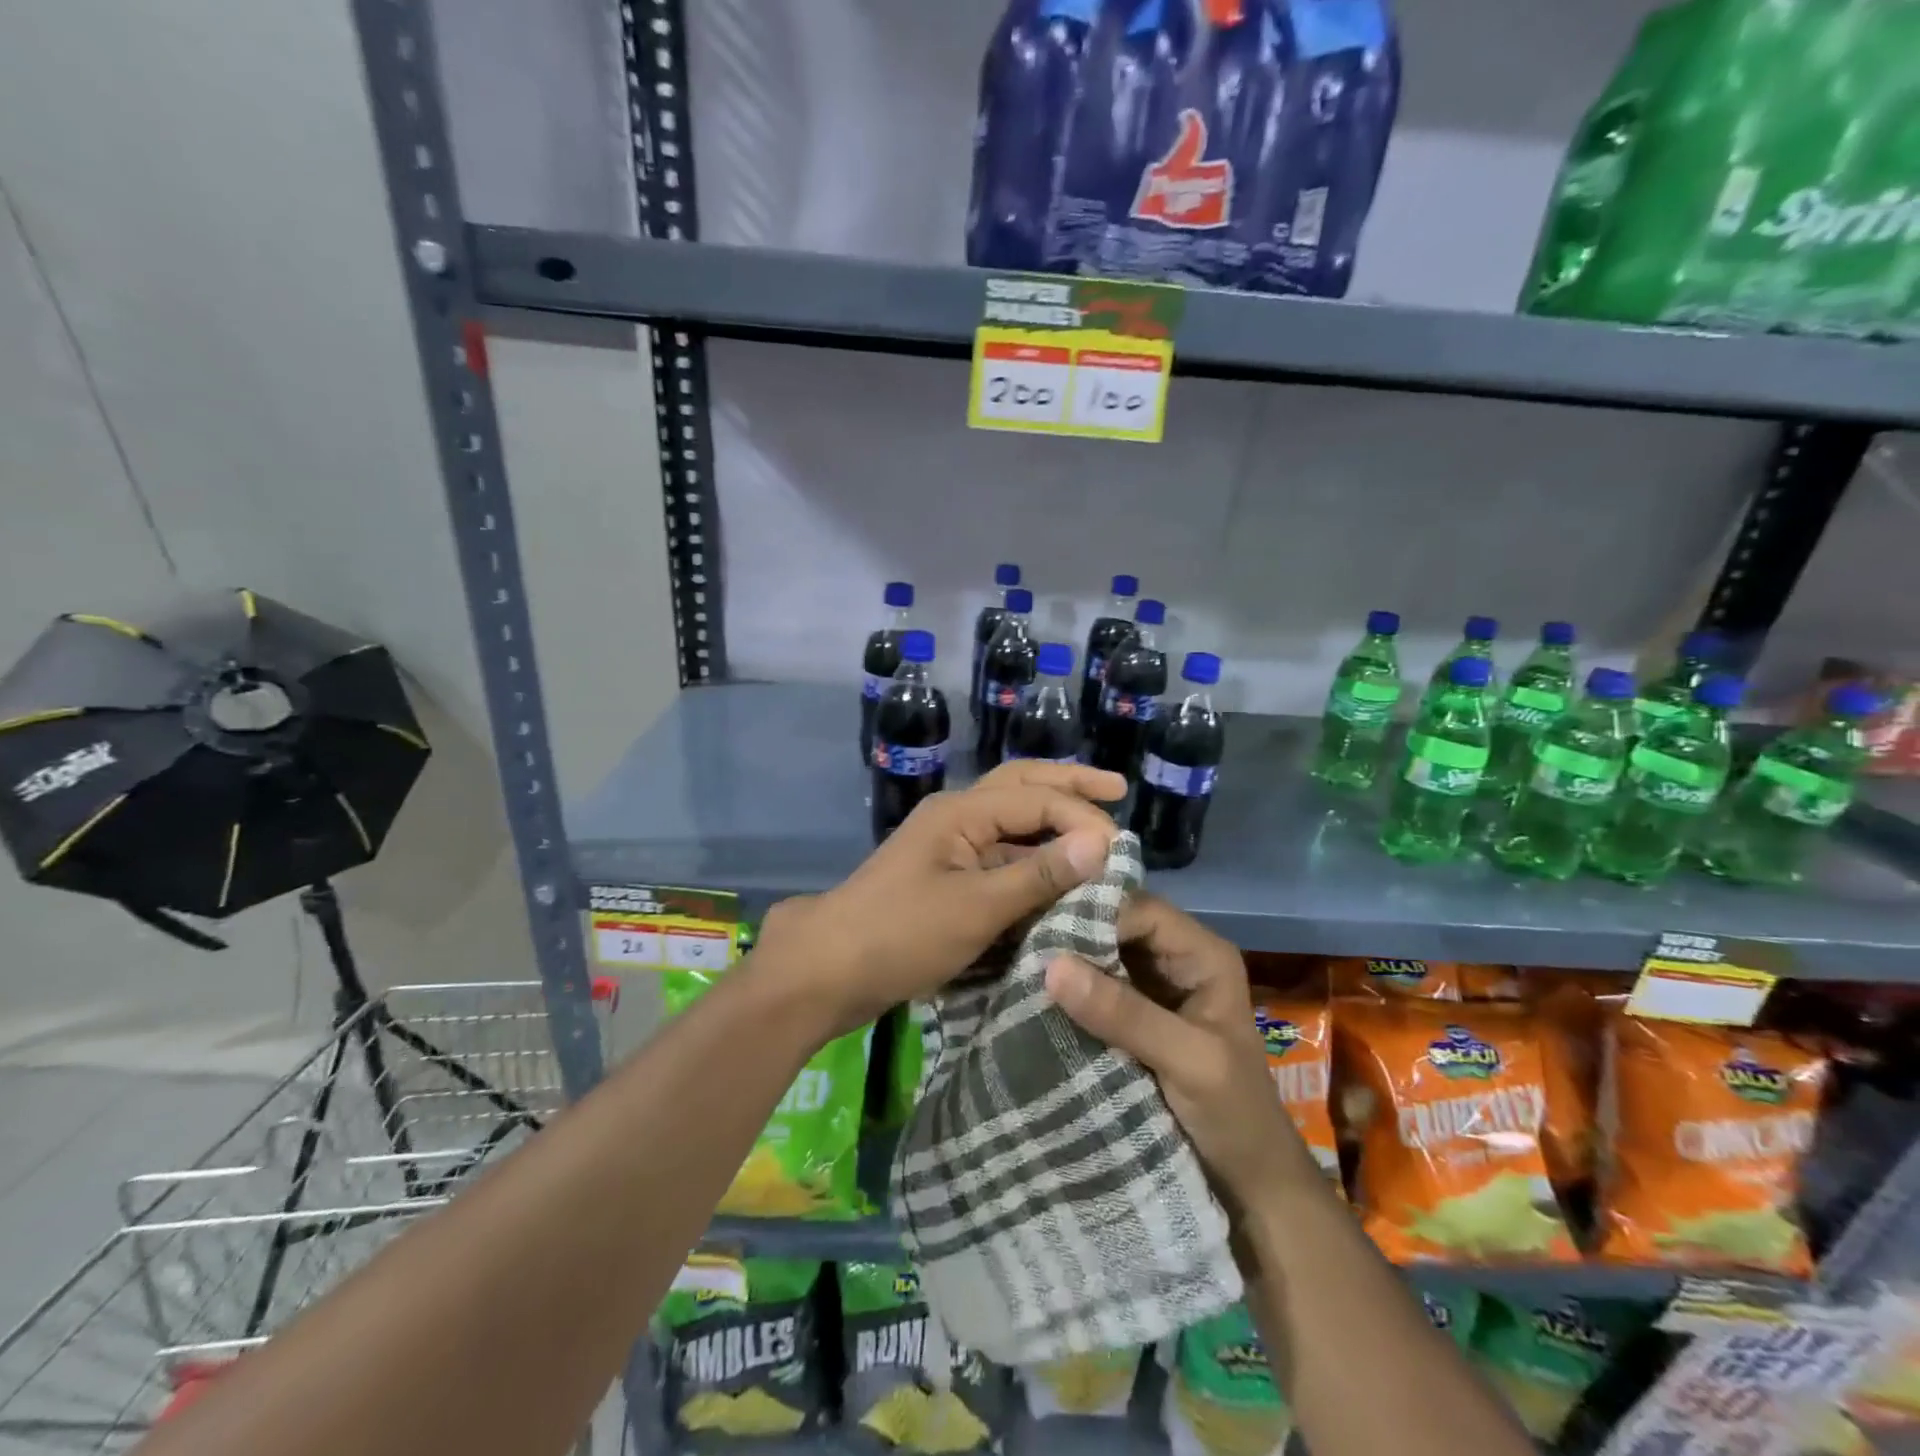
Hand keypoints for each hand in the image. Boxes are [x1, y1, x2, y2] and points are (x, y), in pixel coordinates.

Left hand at [758, 761, 1124, 1032]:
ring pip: (1010, 821)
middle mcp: (956, 816)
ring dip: (1051, 820)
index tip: (1122, 851)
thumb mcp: (975, 908)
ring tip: (1096, 828)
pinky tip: (1057, 872)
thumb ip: (1038, 875)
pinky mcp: (945, 877)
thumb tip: (1101, 842)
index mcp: (961, 811)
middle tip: (1117, 788)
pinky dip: (1031, 858)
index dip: (1082, 818)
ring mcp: (948, 846)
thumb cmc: (900, 934)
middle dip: (1069, 784)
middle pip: (1021, 786)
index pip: (1036, 798)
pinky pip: (998, 855)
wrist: (828, 970)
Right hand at [1044, 894, 1316, 1209]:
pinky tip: (1029, 992)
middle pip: (1115, 926)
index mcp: (1202, 953)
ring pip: (1099, 956)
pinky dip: (1066, 992)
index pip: (1139, 909)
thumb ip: (1125, 1013)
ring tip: (1014, 960)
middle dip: (1071, 933)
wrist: (1249, 1187)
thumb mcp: (1190, 1061)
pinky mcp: (1129, 1018)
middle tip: (1017, 940)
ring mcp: (1150, 988)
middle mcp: (1174, 959)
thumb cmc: (1236, 1117)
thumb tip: (1052, 965)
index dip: (1092, 913)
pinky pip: (1092, 989)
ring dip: (1064, 961)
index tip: (1040, 929)